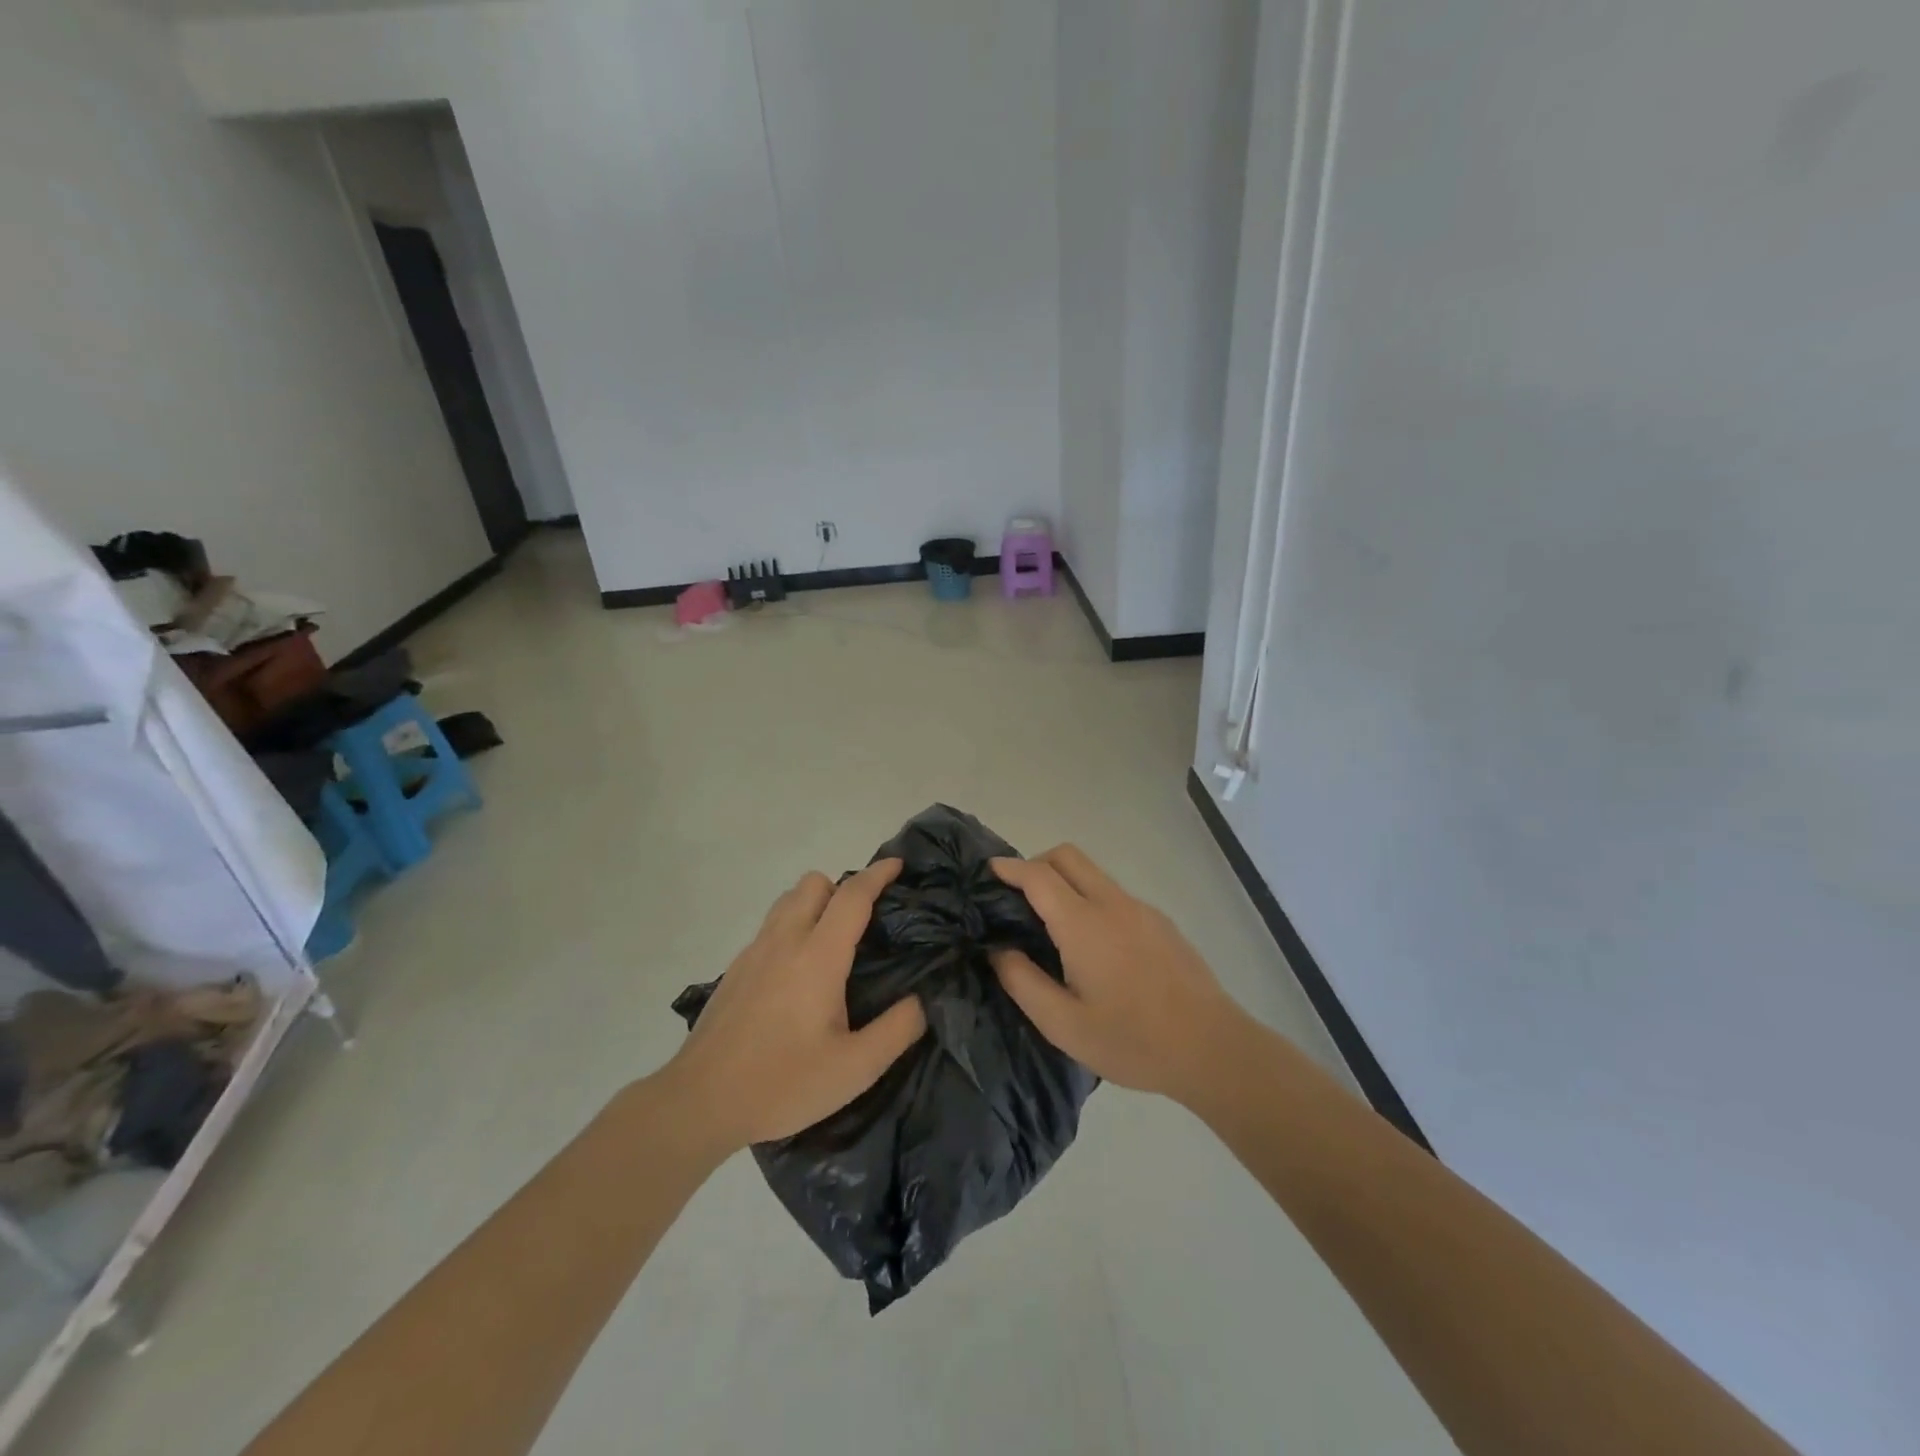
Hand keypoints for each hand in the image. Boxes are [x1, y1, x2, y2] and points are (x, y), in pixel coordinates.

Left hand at [662, 860, 926, 1151]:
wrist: (699, 1101)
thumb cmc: (782, 1083)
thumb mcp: (854, 1069)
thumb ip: (897, 1030)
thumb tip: (921, 1000)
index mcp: (817, 956)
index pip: (852, 896)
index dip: (878, 874)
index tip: (898, 864)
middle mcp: (784, 941)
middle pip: (814, 883)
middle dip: (843, 887)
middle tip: (866, 920)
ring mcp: (754, 952)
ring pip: (788, 900)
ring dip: (815, 904)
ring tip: (833, 941)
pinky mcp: (735, 969)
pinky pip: (771, 927)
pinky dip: (792, 927)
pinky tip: (798, 974)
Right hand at [989, 846, 1245, 1103]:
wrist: (1211, 1048)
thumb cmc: (1132, 1040)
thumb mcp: (1063, 1025)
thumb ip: (1023, 982)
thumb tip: (999, 950)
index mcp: (1083, 924)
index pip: (1038, 875)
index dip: (1009, 867)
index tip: (988, 870)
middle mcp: (1112, 903)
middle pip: (1068, 856)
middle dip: (1036, 863)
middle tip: (1018, 898)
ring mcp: (1141, 909)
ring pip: (1094, 874)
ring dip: (1066, 882)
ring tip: (1052, 926)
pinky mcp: (1160, 922)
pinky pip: (1115, 895)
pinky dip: (1091, 900)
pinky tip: (1095, 948)